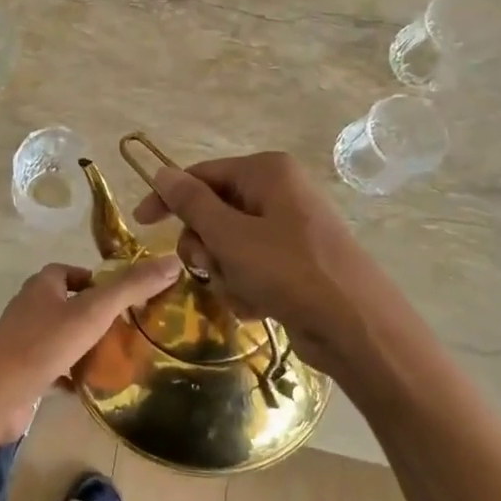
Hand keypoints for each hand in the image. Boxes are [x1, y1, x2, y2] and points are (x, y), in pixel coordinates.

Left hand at [0, 257, 182, 442]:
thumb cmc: (44, 343)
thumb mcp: (94, 311)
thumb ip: (131, 287)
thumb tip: (173, 262)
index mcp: (42, 287)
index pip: (67, 272)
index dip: (93, 278)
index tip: (120, 294)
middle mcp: (30, 310)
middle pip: (65, 304)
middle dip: (92, 313)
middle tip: (127, 327)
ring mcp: (23, 343)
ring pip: (59, 338)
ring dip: (83, 345)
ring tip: (117, 356)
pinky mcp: (22, 374)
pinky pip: (53, 369)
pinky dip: (71, 374)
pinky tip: (92, 387)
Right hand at [132, 151, 384, 371]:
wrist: (358, 328)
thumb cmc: (289, 271)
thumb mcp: (230, 236)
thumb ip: (191, 203)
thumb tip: (161, 172)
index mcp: (267, 172)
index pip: (201, 175)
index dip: (168, 198)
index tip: (142, 225)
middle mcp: (280, 192)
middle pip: (214, 211)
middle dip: (205, 245)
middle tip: (208, 267)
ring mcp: (290, 228)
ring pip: (229, 244)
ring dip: (224, 271)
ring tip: (242, 291)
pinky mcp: (296, 261)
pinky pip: (252, 265)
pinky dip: (246, 285)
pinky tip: (258, 305)